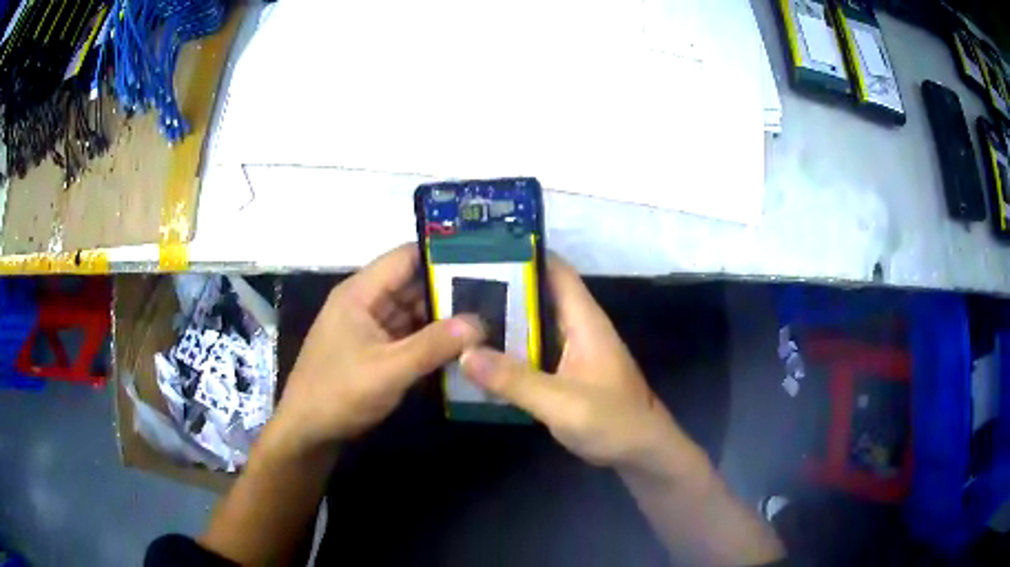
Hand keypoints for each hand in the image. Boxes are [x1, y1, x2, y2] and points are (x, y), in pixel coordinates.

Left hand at [271, 244, 483, 452]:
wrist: (307, 432)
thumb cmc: (338, 394)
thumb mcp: (388, 370)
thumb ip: (433, 345)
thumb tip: (479, 322)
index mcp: (360, 292)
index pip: (407, 257)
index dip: (443, 257)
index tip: (484, 263)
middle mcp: (366, 303)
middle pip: (414, 285)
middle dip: (451, 292)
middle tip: (497, 297)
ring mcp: (370, 328)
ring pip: (414, 313)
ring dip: (445, 319)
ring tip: (490, 320)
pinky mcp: (375, 350)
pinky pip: (409, 336)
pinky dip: (432, 341)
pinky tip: (463, 347)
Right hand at [460, 255, 699, 475]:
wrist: (642, 452)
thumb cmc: (613, 422)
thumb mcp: (562, 403)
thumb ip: (514, 380)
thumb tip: (464, 353)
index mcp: (584, 320)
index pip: (555, 270)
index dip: (522, 254)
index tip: (480, 250)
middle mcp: (578, 327)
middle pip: (538, 294)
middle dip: (500, 287)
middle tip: (454, 285)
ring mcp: (572, 351)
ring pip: (533, 324)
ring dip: (501, 320)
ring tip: (457, 315)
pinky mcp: (566, 372)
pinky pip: (533, 351)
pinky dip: (509, 349)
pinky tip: (479, 356)